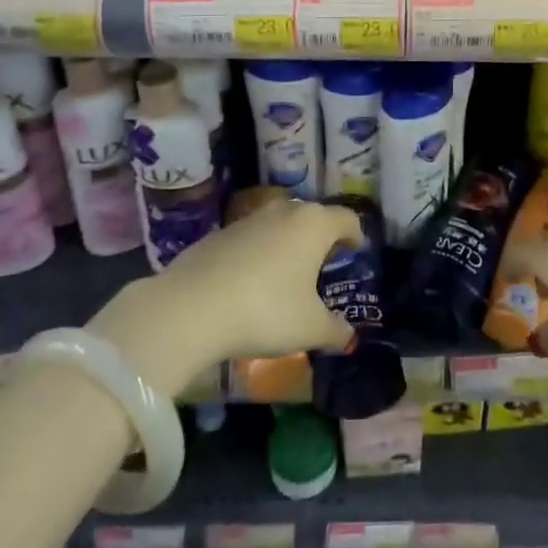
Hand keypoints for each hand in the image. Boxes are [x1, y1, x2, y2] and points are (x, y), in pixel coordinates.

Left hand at [87, 199, 361, 396]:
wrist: (191, 307)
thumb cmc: (265, 311)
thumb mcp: (309, 328)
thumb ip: (335, 330)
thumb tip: (349, 336)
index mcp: (314, 224)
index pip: (347, 218)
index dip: (356, 234)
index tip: (356, 250)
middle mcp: (285, 211)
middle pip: (313, 217)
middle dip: (322, 237)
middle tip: (324, 264)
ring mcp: (249, 218)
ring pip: (280, 224)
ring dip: (288, 243)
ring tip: (288, 273)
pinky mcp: (219, 232)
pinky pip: (251, 238)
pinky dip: (259, 252)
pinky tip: (251, 281)